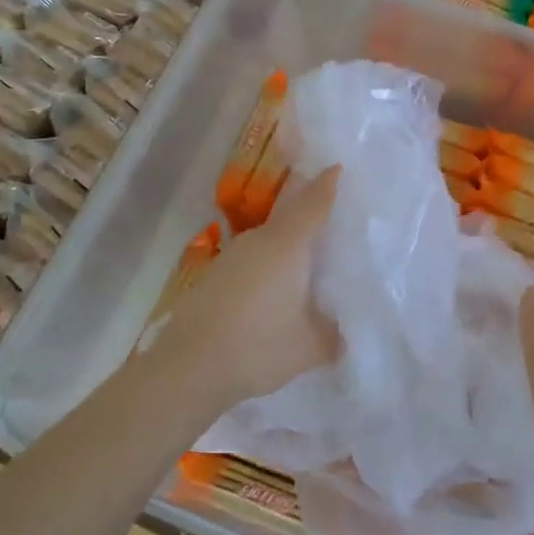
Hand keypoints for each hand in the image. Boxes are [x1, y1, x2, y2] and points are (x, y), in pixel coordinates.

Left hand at [149, 166, 341, 412]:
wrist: (188, 367)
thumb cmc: (258, 347)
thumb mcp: (310, 347)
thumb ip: (334, 334)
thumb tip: (345, 331)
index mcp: (287, 245)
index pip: (313, 204)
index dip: (327, 185)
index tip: (338, 167)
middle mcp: (258, 241)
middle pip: (289, 216)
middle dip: (309, 214)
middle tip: (333, 222)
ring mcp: (231, 257)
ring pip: (268, 240)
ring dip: (287, 245)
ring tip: (307, 262)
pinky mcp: (213, 276)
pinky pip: (251, 260)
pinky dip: (268, 266)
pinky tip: (273, 291)